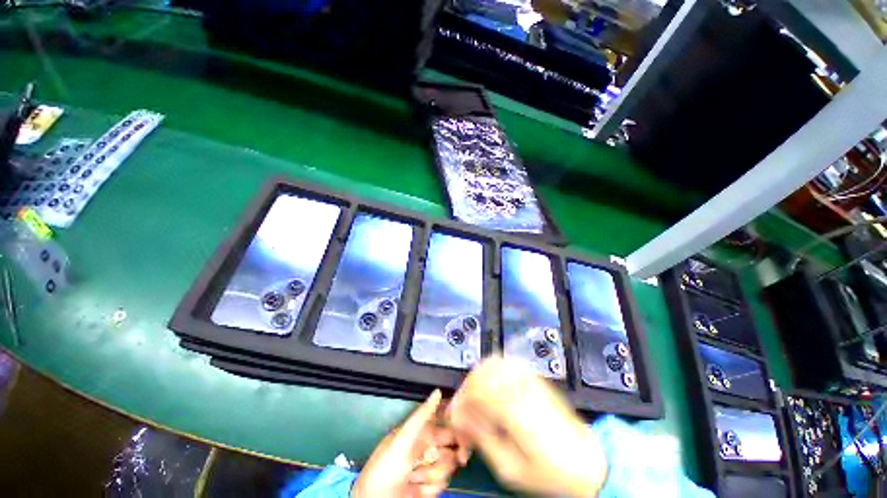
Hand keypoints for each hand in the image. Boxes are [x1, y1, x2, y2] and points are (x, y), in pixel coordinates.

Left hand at [353, 390, 469, 497]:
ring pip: (447, 467)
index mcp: (419, 433)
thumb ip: (421, 415)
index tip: (463, 438)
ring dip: (433, 473)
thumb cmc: (387, 465)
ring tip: (415, 476)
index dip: (455, 432)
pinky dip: (430, 488)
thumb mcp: (403, 437)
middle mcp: (425, 449)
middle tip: (432, 461)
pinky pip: (441, 485)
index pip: (444, 427)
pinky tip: (416, 488)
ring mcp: (427, 469)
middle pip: (450, 448)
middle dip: (445, 456)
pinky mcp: (429, 489)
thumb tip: (438, 392)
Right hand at [449, 357, 606, 496]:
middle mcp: (521, 388)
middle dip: (467, 387)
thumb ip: (481, 438)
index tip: (455, 414)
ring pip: (493, 362)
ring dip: (478, 376)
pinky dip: (493, 369)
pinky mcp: (535, 378)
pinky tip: (492, 386)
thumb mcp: (509, 468)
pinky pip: (507, 362)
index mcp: (515, 411)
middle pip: (482, 372)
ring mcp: (530, 379)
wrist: (584, 462)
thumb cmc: (548, 473)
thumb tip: (461, 418)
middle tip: (465, 408)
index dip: (461, 400)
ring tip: (477, 397)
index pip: (477, 390)